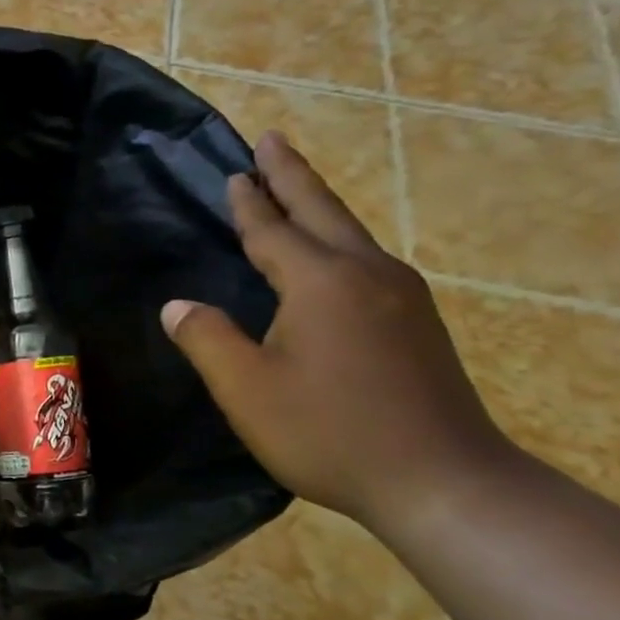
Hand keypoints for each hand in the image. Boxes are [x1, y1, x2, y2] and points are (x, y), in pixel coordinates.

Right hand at [162, 131, 515, 532]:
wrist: (441, 480)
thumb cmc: (328, 431)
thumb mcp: (246, 389)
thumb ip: (206, 340)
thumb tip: (177, 306)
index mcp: (320, 284)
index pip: (273, 231)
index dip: (249, 202)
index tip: (234, 171)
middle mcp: (366, 275)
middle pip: (323, 212)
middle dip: (293, 176)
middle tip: (271, 140)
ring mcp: (401, 297)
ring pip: (350, 234)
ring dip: (318, 206)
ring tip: (294, 190)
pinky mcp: (416, 323)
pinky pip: (366, 261)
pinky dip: (337, 240)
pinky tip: (331, 255)